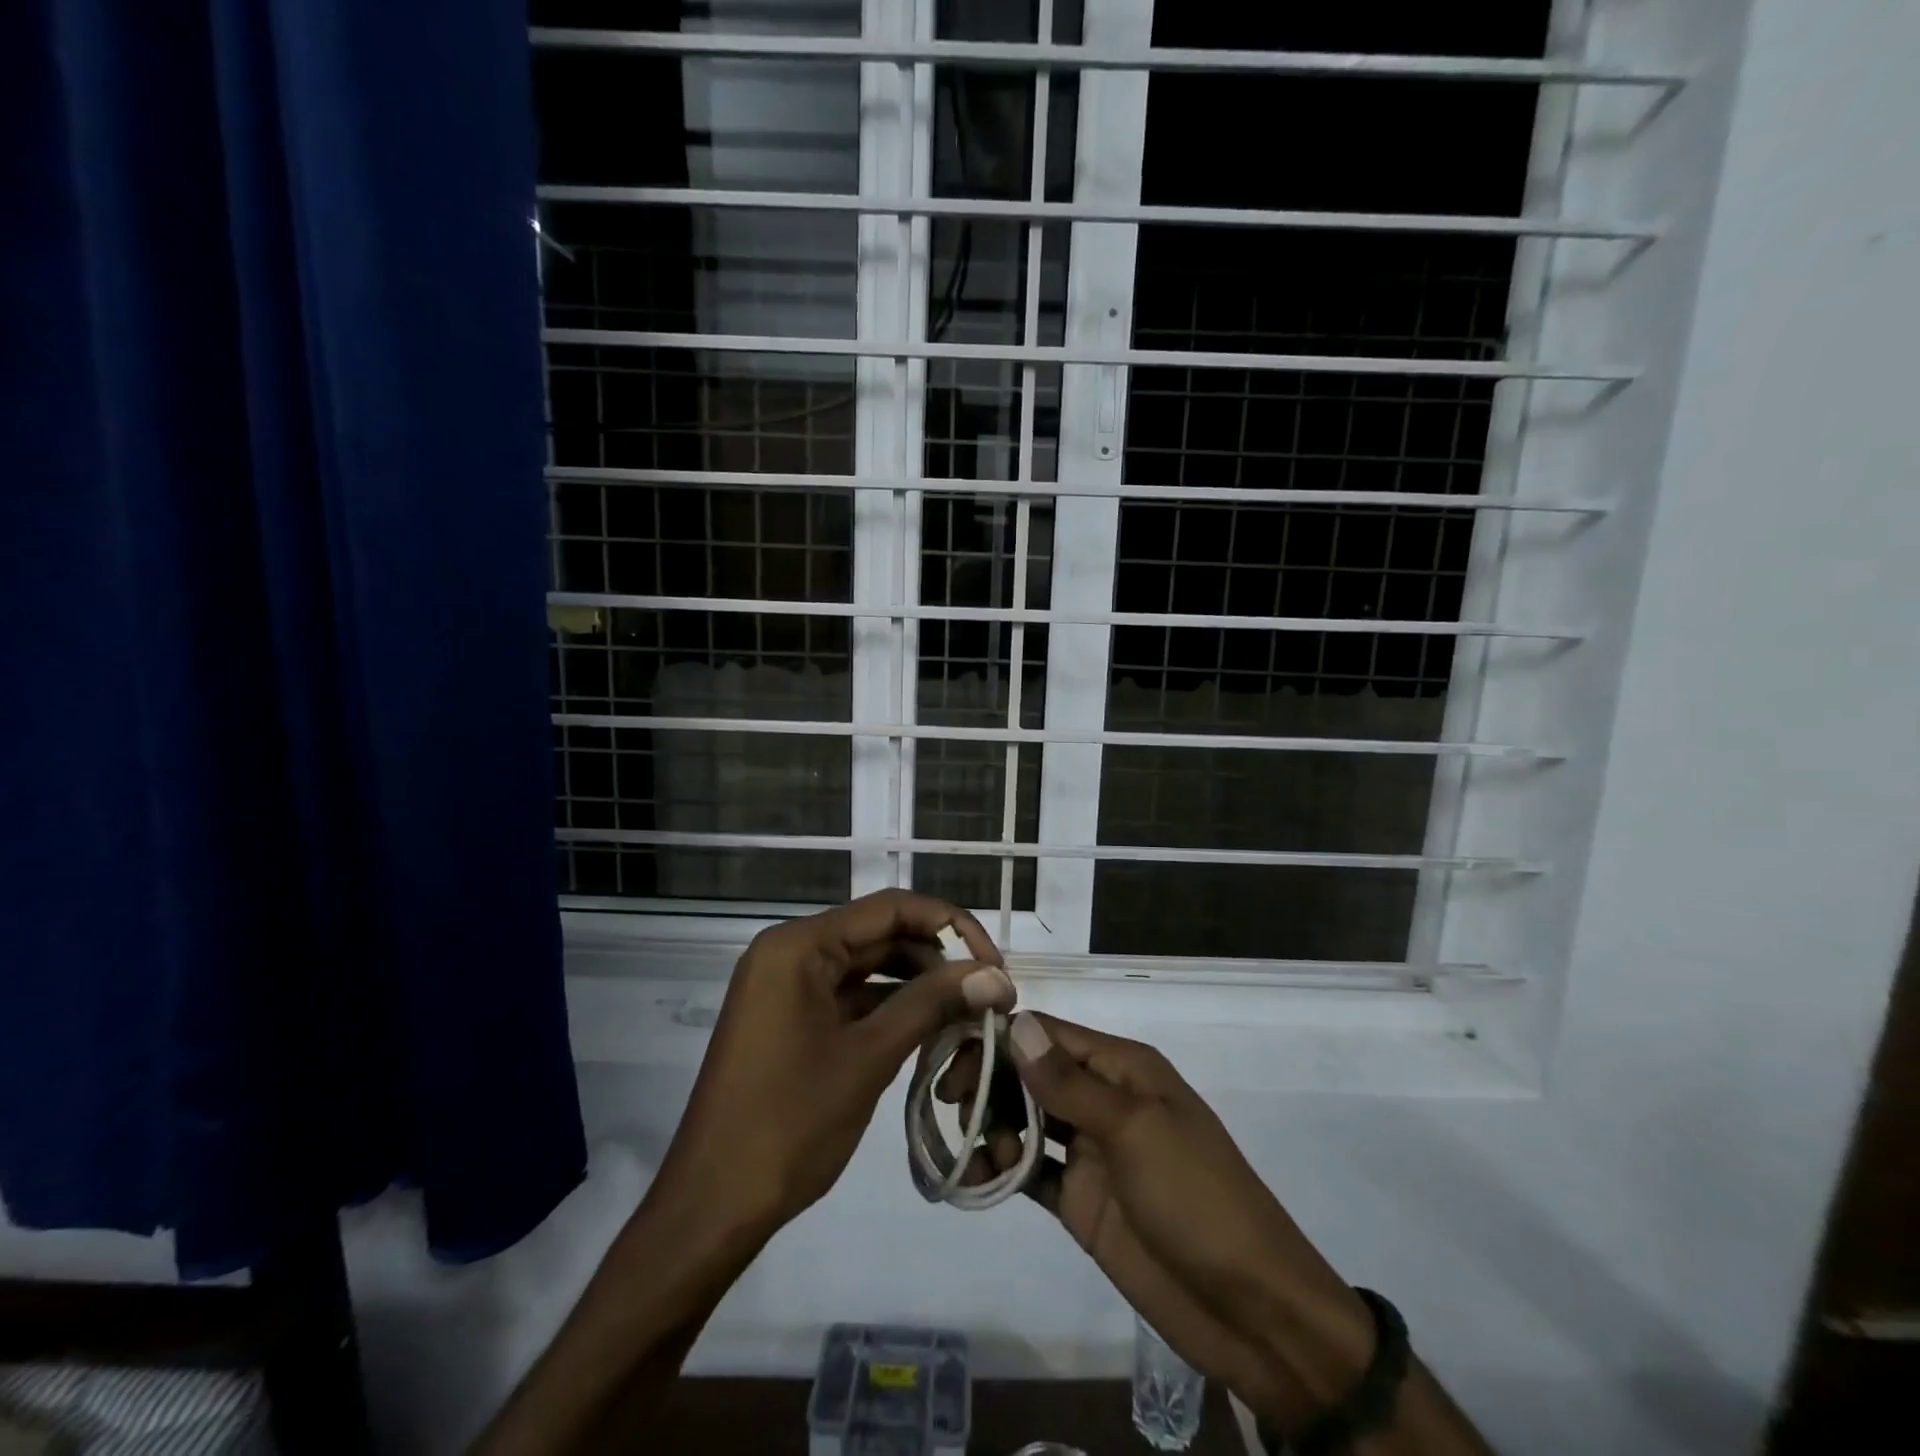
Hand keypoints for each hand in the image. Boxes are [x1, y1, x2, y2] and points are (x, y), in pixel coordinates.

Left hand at [652, 889, 1015, 1240]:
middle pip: (880, 933)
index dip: (950, 926)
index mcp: (799, 945)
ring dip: (918, 984)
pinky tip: (930, 1031)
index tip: (995, 963)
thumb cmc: (788, 1125)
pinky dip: (890, 1008)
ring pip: (868, 966)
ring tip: (968, 1014)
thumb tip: (996, 976)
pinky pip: (850, 996)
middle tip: (989, 994)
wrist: (711, 1208)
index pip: (891, 908)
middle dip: (937, 959)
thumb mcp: (868, 1057)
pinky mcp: (790, 1019)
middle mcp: (790, 951)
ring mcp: (787, 986)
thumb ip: (932, 1005)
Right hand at [939, 1012, 1376, 1434]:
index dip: (1000, 1039)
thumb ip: (1069, 1082)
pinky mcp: (1081, 1200)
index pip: (1048, 1034)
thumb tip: (1016, 1023)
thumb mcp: (1135, 1130)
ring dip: (992, 1126)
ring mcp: (1090, 1151)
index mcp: (1122, 1068)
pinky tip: (979, 1176)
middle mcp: (1102, 1099)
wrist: (1252, 1310)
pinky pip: (1031, 1172)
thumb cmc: (1197, 1199)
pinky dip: (1002, 1169)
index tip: (952, 1056)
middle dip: (989, 1082)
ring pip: (1024, 1120)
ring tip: (977, 1152)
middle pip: (1030, 1073)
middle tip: (952, 1106)